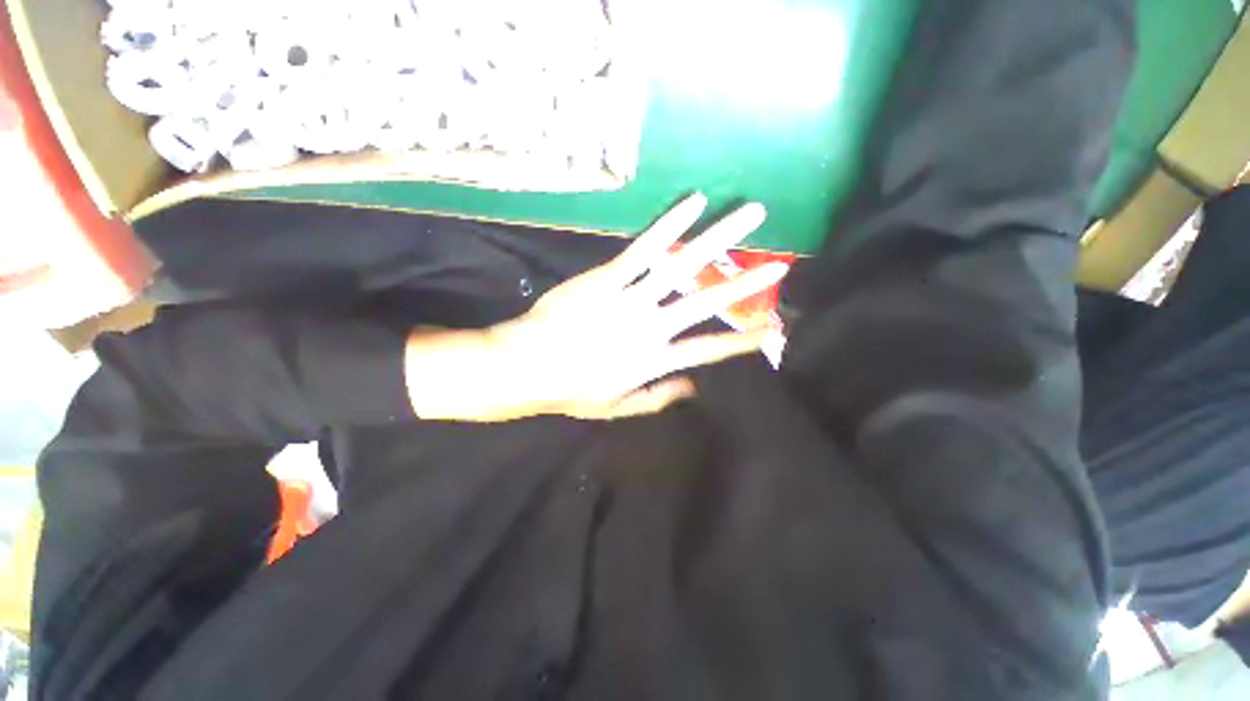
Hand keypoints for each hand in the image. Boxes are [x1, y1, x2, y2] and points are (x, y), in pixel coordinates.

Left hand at [405, 194, 787, 420]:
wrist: (527, 364)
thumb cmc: (571, 389)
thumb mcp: (616, 408)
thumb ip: (658, 399)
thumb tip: (693, 388)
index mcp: (655, 360)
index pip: (709, 349)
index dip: (741, 340)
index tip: (772, 330)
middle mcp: (652, 325)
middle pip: (707, 301)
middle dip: (745, 283)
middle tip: (779, 265)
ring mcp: (631, 297)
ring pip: (683, 265)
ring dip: (720, 238)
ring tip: (750, 215)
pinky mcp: (608, 277)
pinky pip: (645, 248)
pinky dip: (671, 225)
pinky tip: (695, 203)